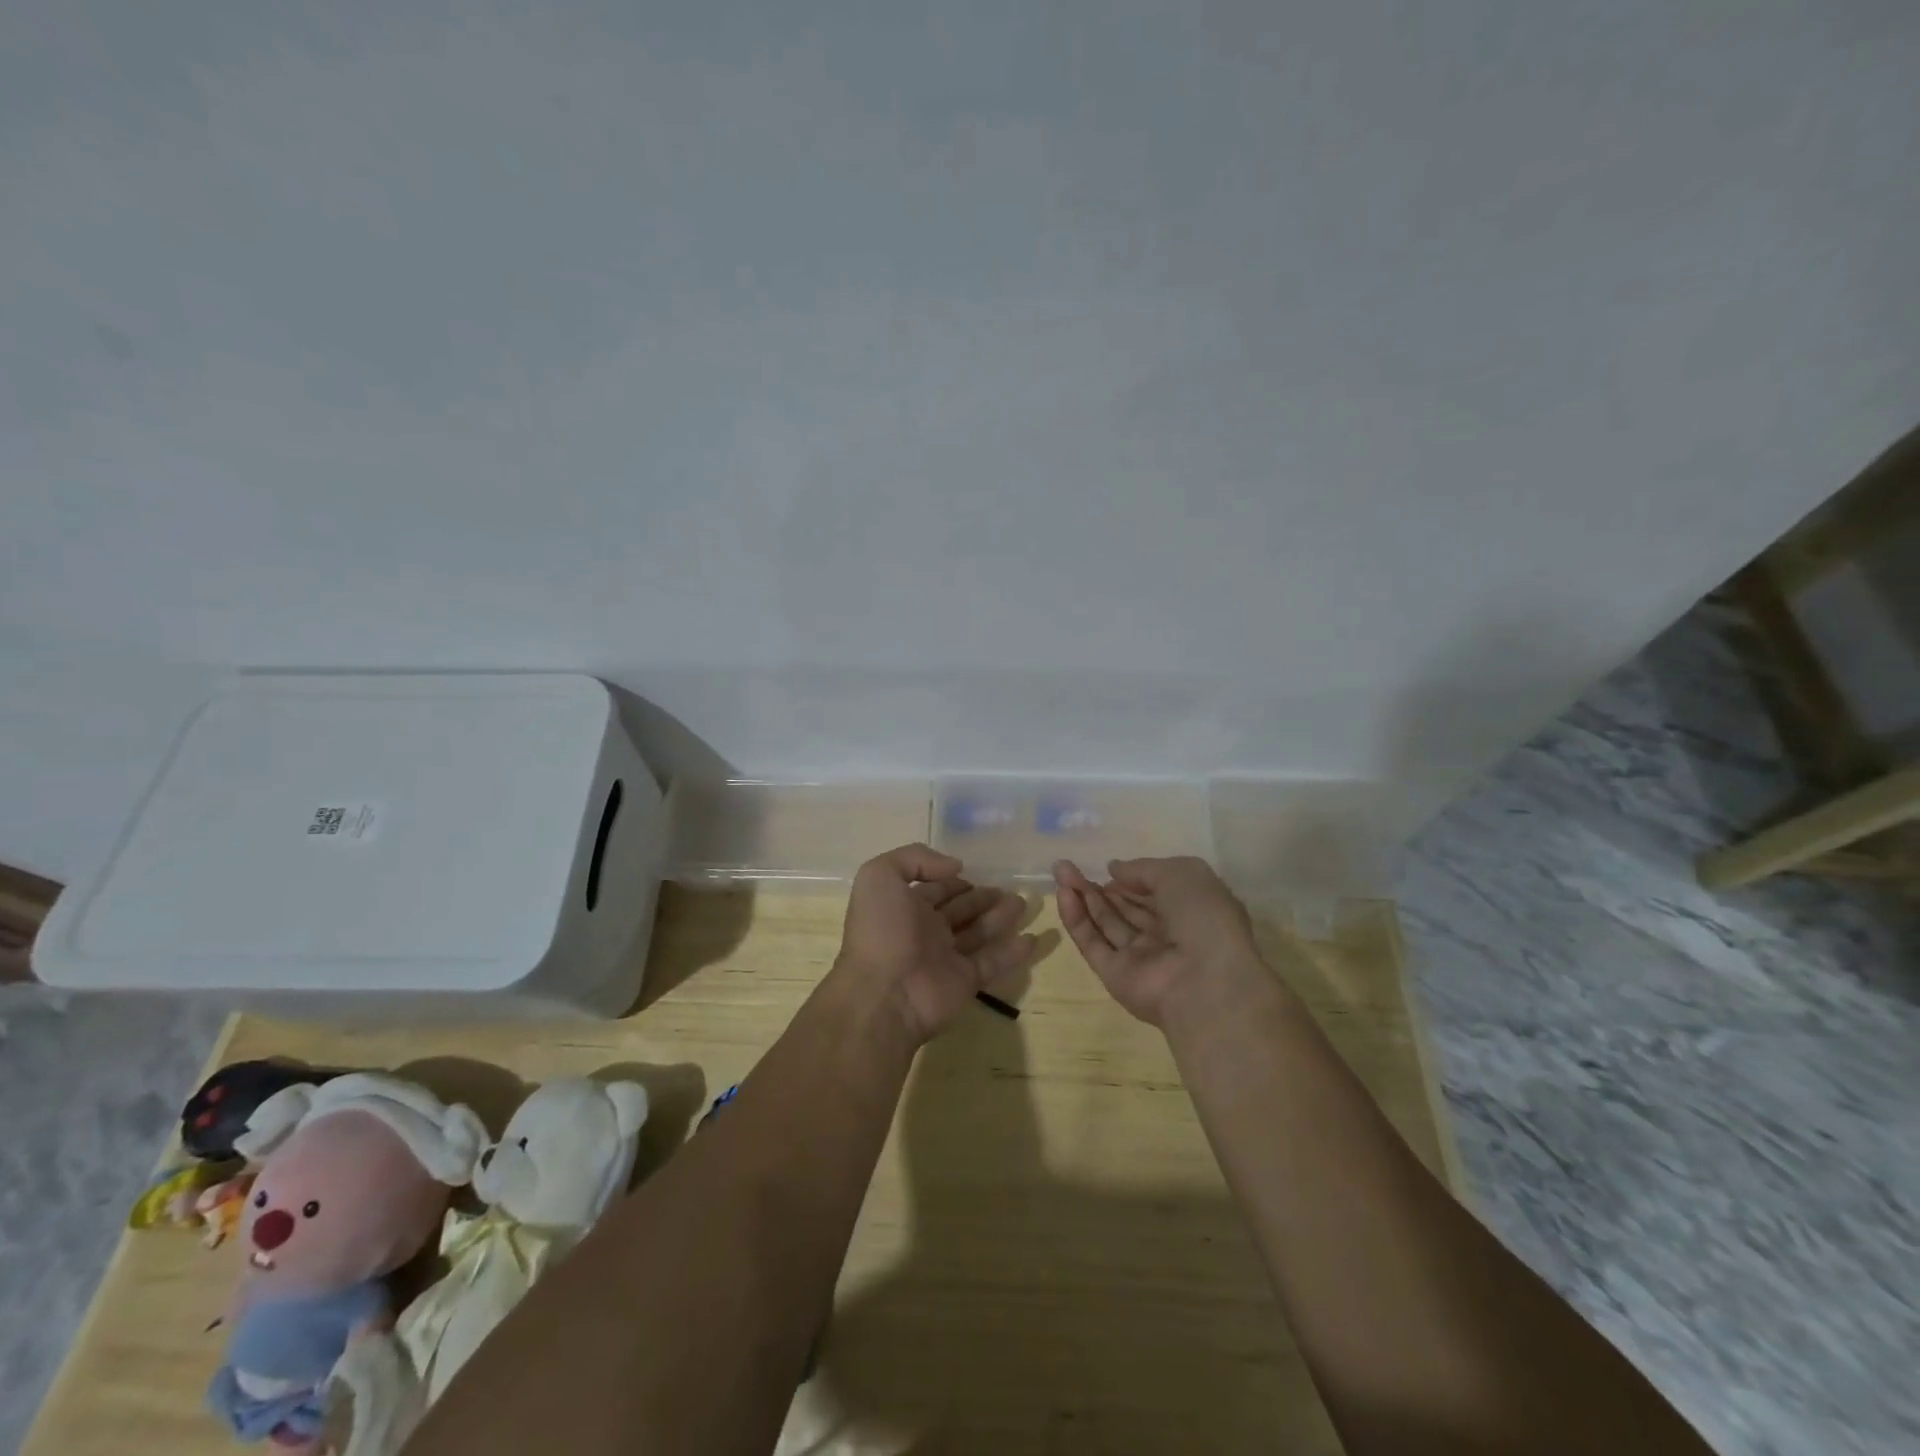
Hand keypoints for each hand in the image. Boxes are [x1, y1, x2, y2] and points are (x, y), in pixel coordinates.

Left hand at [834, 844, 1038, 1044]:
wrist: (883, 994)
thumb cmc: (881, 930)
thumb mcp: (880, 876)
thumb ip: (915, 859)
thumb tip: (955, 867)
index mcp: (905, 906)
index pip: (936, 888)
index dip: (954, 879)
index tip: (978, 870)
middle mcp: (926, 930)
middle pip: (961, 909)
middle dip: (982, 898)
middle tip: (1009, 889)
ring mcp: (946, 957)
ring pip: (979, 932)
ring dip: (1000, 918)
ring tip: (1024, 903)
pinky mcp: (965, 981)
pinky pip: (992, 962)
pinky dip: (1012, 952)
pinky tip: (1032, 938)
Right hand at [1053, 856, 1267, 1026]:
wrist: (1206, 981)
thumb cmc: (1203, 917)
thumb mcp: (1181, 874)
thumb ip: (1143, 868)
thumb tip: (1114, 869)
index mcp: (1189, 912)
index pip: (1153, 892)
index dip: (1130, 878)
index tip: (1107, 867)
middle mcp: (1165, 935)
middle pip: (1124, 908)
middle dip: (1098, 886)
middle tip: (1066, 865)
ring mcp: (1139, 958)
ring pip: (1106, 923)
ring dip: (1083, 897)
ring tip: (1059, 871)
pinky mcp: (1116, 976)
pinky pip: (1093, 944)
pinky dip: (1077, 920)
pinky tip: (1063, 894)